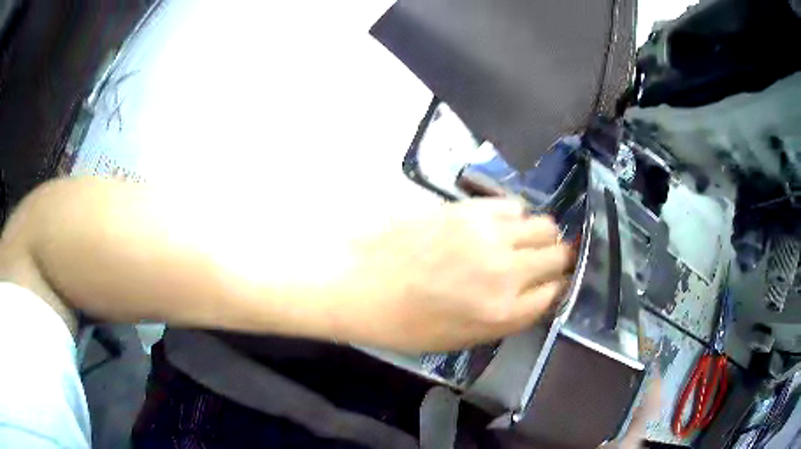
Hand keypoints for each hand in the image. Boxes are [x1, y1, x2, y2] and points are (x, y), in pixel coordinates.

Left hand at [334, 199, 573, 351]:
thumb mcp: (460, 338)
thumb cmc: (402, 322)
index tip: (553, 284)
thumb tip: (536, 295)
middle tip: (546, 262)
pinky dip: (516, 217)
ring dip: (541, 236)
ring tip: (524, 242)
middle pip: (559, 255)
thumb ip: (507, 317)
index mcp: (503, 312)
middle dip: (559, 260)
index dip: (558, 287)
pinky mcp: (469, 208)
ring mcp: (489, 234)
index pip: (556, 292)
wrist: (356, 282)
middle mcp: (506, 271)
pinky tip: (500, 226)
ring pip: (544, 225)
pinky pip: (513, 205)